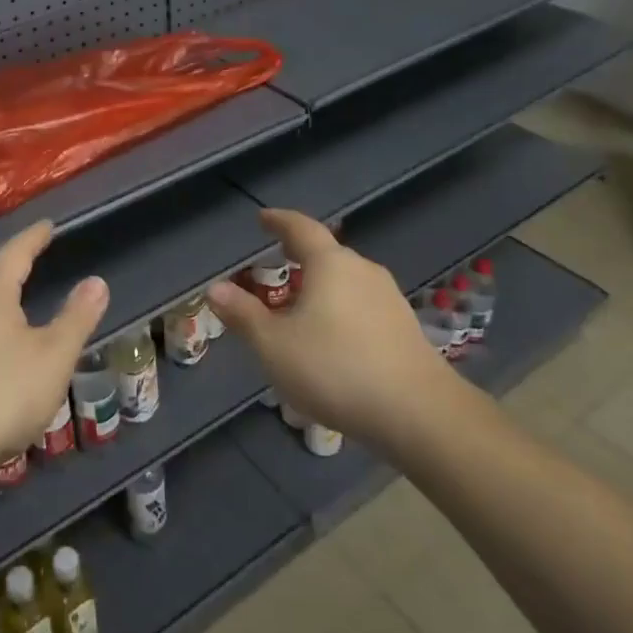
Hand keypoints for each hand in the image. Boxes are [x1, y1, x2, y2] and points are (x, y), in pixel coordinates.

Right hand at [206, 209, 452, 449]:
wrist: (418, 413)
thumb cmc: (335, 369)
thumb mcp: (274, 345)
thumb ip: (243, 314)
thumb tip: (215, 288)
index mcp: (330, 264)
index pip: (301, 228)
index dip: (279, 221)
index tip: (263, 219)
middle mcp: (363, 270)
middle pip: (326, 254)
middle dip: (299, 256)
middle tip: (275, 265)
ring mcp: (389, 298)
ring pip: (346, 281)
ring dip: (320, 286)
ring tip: (299, 306)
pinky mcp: (404, 326)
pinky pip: (362, 305)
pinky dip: (340, 309)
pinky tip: (331, 337)